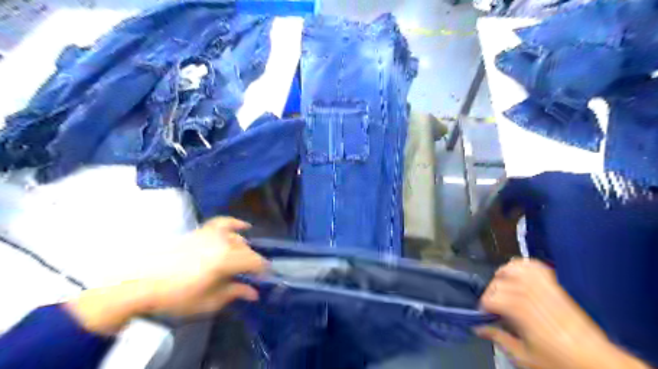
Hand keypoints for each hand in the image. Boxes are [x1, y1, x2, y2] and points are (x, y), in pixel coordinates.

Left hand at [63, 218, 263, 334]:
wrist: (141, 282)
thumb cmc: (177, 296)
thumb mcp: (209, 301)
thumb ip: (234, 293)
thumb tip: (254, 293)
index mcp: (227, 259)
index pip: (255, 261)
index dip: (262, 271)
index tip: (263, 279)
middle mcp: (223, 242)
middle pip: (246, 250)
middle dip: (251, 262)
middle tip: (249, 275)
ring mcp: (212, 234)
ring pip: (237, 238)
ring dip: (243, 248)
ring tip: (241, 260)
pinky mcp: (202, 231)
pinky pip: (223, 222)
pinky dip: (235, 224)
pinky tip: (244, 226)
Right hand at [476, 258, 648, 368]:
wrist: (599, 363)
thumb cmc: (560, 362)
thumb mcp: (525, 357)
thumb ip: (499, 338)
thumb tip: (478, 328)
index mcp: (522, 312)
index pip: (492, 298)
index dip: (483, 306)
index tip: (484, 315)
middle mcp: (532, 295)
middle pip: (500, 282)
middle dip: (490, 292)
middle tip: (491, 305)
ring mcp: (544, 288)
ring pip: (516, 269)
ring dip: (503, 273)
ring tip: (500, 284)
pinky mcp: (555, 287)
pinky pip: (536, 267)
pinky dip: (523, 265)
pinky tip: (518, 272)